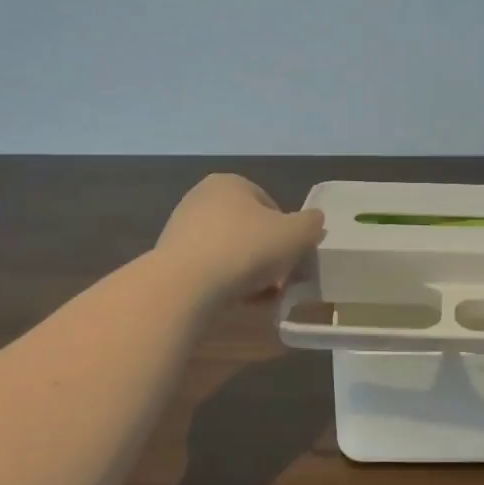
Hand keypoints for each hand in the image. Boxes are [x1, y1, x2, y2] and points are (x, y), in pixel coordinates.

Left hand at [155, 174, 325, 303]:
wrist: (185, 286)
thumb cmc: (246, 249)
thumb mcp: (297, 234)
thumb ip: (311, 224)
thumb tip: (313, 222)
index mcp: (230, 183)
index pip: (270, 205)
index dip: (288, 233)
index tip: (293, 258)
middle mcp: (201, 198)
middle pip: (249, 229)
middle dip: (268, 254)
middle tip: (281, 280)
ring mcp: (182, 228)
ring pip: (230, 251)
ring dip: (248, 271)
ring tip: (261, 297)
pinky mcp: (170, 258)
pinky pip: (209, 269)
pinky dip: (225, 282)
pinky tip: (235, 301)